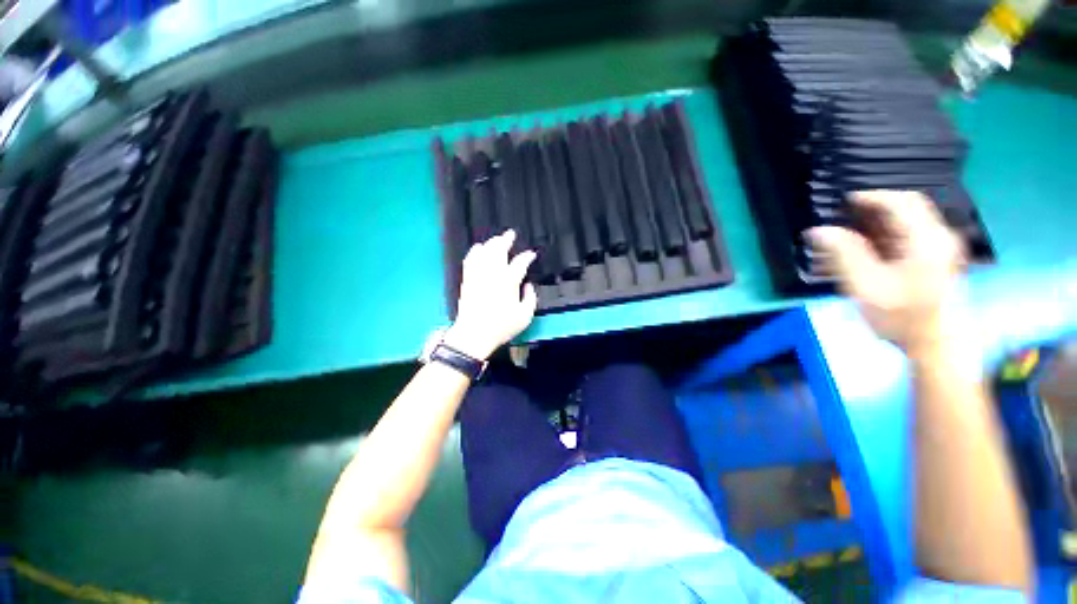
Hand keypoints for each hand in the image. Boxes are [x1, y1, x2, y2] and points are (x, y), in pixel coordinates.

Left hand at [443, 230, 536, 359]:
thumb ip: (530, 298)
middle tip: (510, 234)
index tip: (531, 255)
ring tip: (496, 239)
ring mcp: (478, 275)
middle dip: (505, 240)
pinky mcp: (468, 280)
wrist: (475, 334)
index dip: (526, 257)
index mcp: (509, 282)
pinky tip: (477, 248)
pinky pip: (470, 260)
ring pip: (483, 252)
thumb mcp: (525, 316)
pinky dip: (475, 251)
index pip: (519, 263)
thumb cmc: (502, 327)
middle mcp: (493, 274)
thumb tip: (528, 286)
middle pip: (498, 250)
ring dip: (491, 243)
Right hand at [807, 190, 964, 351]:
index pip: (901, 202)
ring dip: (874, 225)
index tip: (841, 202)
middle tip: (840, 219)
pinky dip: (883, 237)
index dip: (871, 197)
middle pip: (905, 209)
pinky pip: (908, 237)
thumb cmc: (902, 318)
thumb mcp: (866, 286)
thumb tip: (819, 230)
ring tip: (846, 236)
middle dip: (871, 210)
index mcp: (927, 240)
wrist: (935, 345)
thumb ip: (844, 254)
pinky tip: (864, 250)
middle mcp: (938, 237)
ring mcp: (939, 248)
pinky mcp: (935, 259)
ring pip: (905, 223)